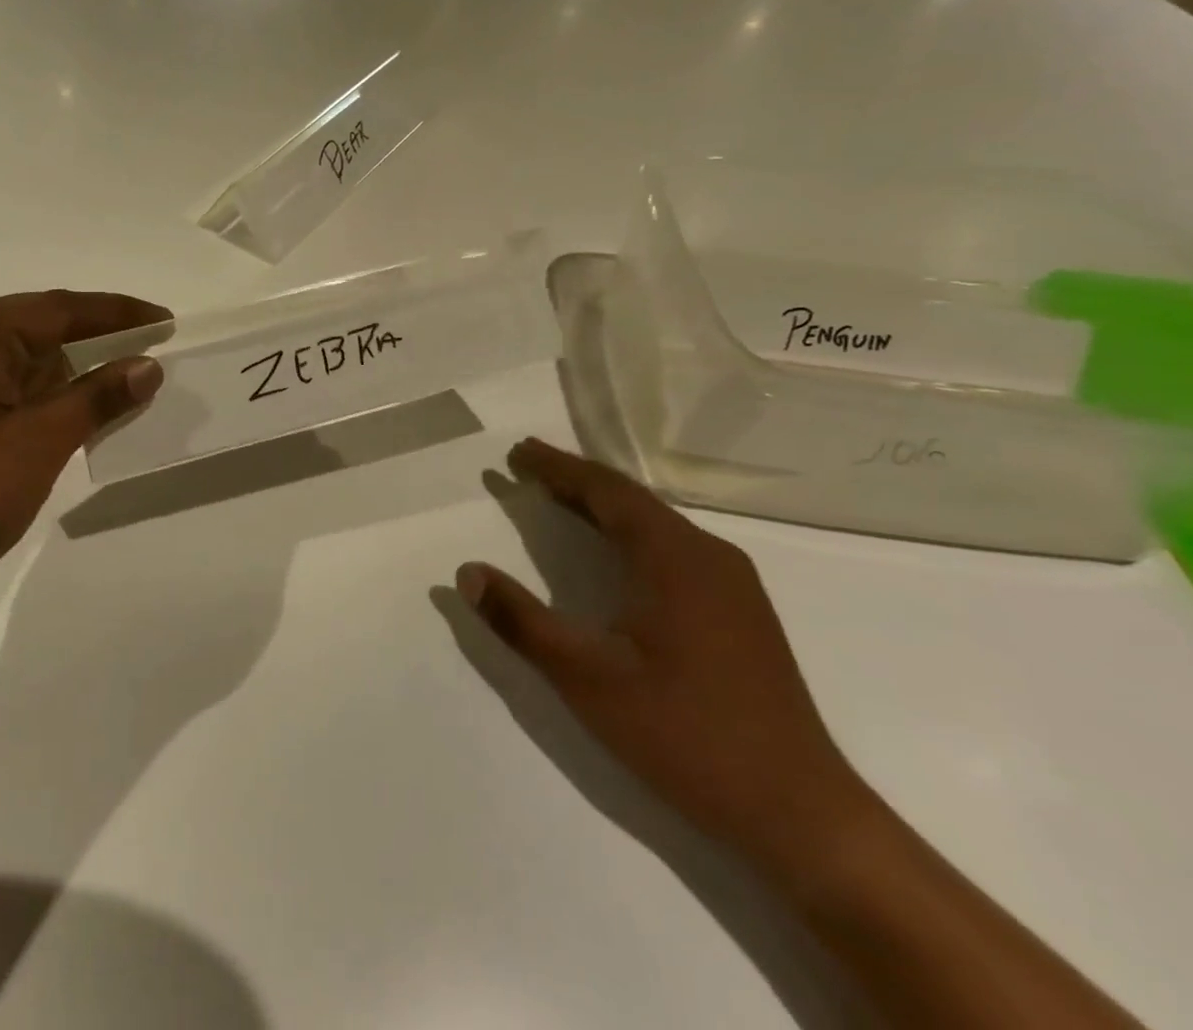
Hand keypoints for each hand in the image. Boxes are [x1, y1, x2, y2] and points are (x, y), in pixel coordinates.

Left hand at [0, 291, 168, 615]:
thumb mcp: (37, 444)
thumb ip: (96, 399)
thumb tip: (147, 366)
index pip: (59, 309)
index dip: (119, 314)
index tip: (166, 321)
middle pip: (39, 330)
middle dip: (97, 345)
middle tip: (151, 356)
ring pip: (22, 364)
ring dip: (70, 378)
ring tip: (123, 391)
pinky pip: (2, 391)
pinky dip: (42, 401)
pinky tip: (73, 418)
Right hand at [456, 439, 873, 879]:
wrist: (800, 815)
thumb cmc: (685, 735)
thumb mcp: (586, 679)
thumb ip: (522, 622)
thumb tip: (467, 573)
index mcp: (675, 558)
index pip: (606, 491)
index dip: (557, 468)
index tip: (517, 452)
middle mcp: (709, 556)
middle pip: (631, 500)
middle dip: (575, 480)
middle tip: (527, 467)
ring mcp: (732, 584)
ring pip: (655, 523)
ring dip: (603, 506)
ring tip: (558, 497)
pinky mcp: (740, 612)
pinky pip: (673, 547)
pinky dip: (630, 532)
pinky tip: (614, 551)